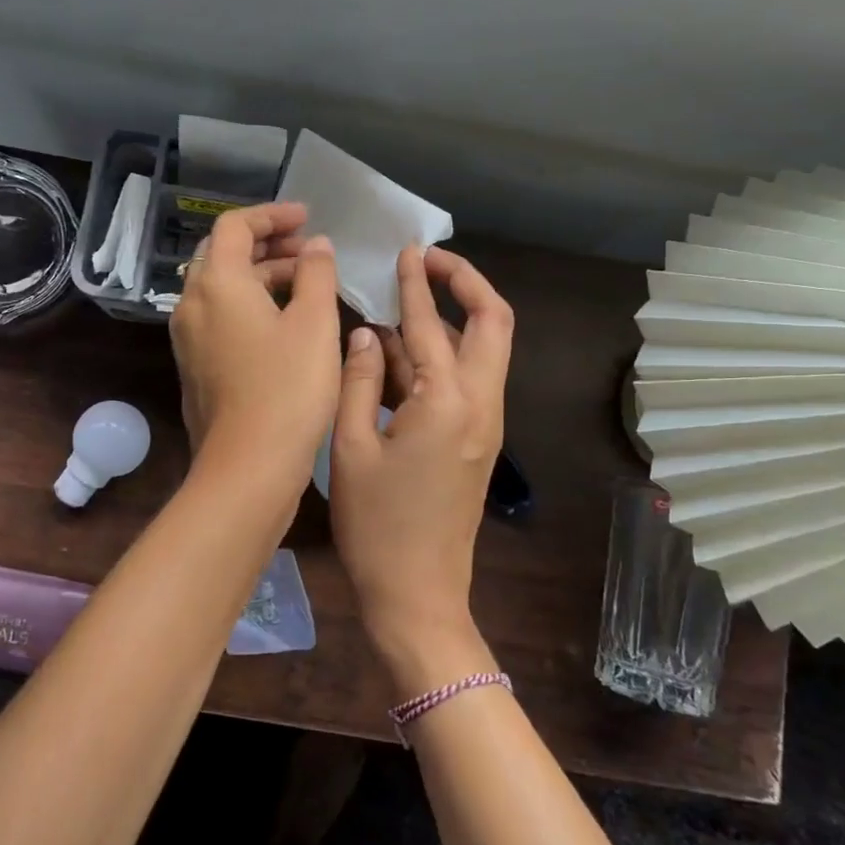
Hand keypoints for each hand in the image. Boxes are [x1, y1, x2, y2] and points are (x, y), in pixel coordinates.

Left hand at [170, 203, 342, 486]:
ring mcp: (188, 339)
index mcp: (216, 283)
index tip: (307, 217)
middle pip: (222, 255)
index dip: (272, 215)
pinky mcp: (196, 367)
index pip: (234, 226)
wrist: (249, 465)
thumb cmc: (288, 388)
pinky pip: (219, 318)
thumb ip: (316, 274)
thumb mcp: (315, 323)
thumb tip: (315, 246)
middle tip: (308, 250)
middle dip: (266, 245)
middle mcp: (192, 304)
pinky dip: (249, 306)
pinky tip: (284, 323)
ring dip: (260, 277)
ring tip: (306, 284)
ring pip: (221, 289)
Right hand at [329, 246, 512, 682]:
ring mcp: (486, 424)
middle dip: (465, 284)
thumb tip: (366, 334)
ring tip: (403, 302)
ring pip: (484, 350)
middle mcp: (481, 404)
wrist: (418, 594)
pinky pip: (469, 380)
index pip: (432, 324)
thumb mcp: (351, 446)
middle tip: (428, 263)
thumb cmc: (376, 525)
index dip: (417, 284)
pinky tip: (402, 353)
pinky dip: (443, 355)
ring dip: (452, 318)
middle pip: (493, 323)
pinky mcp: (479, 442)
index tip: (409, 250)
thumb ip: (360, 381)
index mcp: (447, 402)